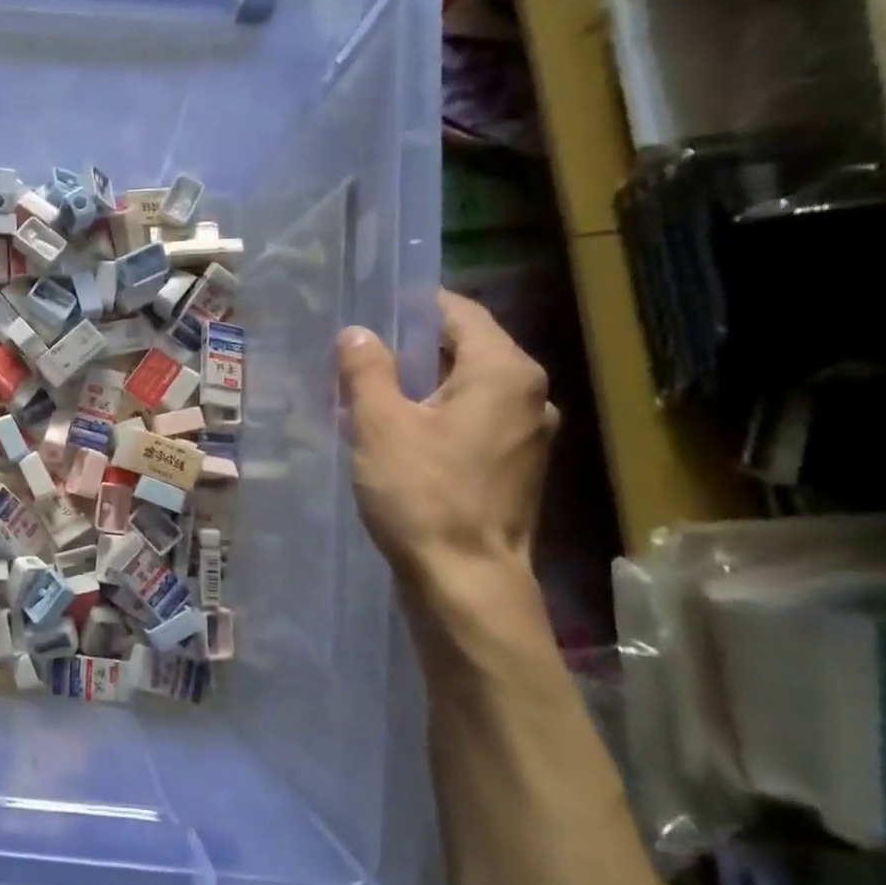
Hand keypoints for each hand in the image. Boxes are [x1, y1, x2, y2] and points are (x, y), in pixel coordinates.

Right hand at [338, 290, 557, 584]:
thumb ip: (367, 370)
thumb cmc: (422, 493)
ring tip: (372, 392)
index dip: (415, 305)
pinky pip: (472, 422)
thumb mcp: (380, 424)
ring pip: (468, 389)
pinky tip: (398, 433)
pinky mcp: (515, 468)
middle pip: (467, 350)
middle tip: (361, 351)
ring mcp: (528, 435)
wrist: (465, 579)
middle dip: (413, 347)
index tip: (373, 307)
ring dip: (423, 384)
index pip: (460, 313)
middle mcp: (528, 395)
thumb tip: (357, 332)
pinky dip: (437, 416)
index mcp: (504, 372)